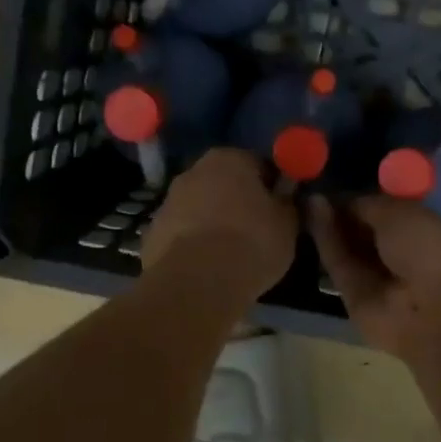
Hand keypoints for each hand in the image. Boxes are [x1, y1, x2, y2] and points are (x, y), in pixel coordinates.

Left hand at [141, 149, 296, 295]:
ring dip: (214, 221)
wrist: (197, 283)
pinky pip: (183, 233)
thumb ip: (288, 202)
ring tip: (232, 254)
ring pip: (200, 207)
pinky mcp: (152, 232)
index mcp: (230, 158)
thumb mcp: (288, 224)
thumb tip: (285, 194)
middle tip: (257, 230)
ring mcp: (168, 201)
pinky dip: (194, 243)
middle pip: (224, 182)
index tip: (280, 209)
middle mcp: (194, 170)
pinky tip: (208, 267)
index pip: (259, 164)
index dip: (272, 187)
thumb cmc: (252, 243)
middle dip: (239, 201)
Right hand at [308, 194, 440, 359]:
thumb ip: (368, 205)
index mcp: (426, 235)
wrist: (433, 309)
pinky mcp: (353, 298)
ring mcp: (377, 280)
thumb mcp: (400, 212)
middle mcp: (402, 258)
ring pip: (348, 249)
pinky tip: (312, 213)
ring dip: (330, 223)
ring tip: (308, 197)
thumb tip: (343, 202)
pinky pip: (338, 264)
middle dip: (343, 213)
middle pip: (364, 233)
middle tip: (316, 188)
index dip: (364, 200)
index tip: (337, 181)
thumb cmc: (430, 249)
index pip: (388, 215)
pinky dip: (325, 239)